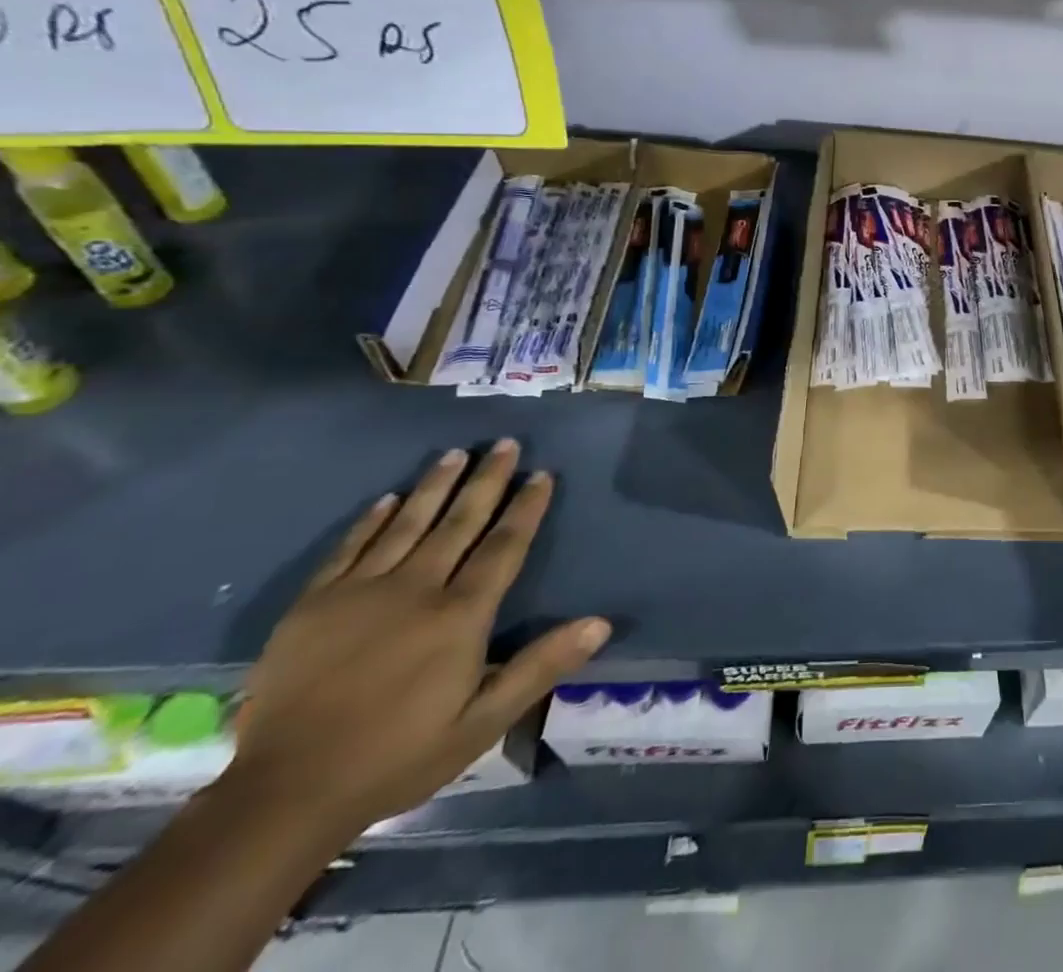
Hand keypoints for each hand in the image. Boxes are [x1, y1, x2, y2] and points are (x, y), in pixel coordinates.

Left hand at [226, 440, 608, 834]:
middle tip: (504, 444)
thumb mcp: (484, 722)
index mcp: (460, 614)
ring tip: (455, 454)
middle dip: (487, 480)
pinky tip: (387, 498)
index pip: (504, 546)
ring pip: (407, 523)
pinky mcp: (314, 605)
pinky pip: (349, 548)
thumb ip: (541, 666)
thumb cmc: (399, 755)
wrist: (284, 795)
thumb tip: (601, 622)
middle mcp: (416, 589)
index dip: (526, 507)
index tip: (541, 474)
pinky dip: (371, 520)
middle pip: (460, 522)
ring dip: (434, 486)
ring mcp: (360, 592)